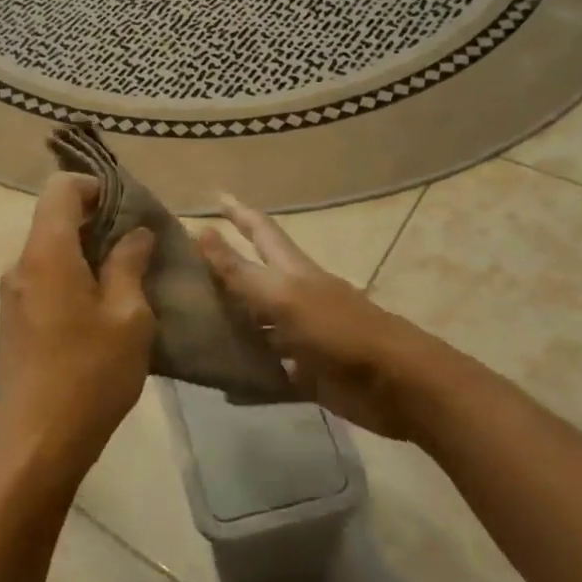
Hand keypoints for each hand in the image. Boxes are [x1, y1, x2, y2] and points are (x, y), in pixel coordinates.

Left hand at [0, 174, 156, 491]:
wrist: (35, 444)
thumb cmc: (89, 375)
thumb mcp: (127, 317)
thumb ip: (130, 265)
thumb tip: (136, 233)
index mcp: (46, 253)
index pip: (61, 189)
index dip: (95, 187)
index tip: (129, 208)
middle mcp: (20, 265)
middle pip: (54, 220)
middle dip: (97, 223)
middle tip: (139, 245)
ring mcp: (12, 296)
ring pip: (50, 253)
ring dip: (86, 255)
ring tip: (127, 279)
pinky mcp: (13, 322)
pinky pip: (43, 282)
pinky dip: (72, 280)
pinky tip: (100, 311)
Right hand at [197, 195, 430, 439]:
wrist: (396, 385)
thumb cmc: (339, 331)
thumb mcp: (283, 296)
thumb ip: (240, 270)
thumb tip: (200, 230)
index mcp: (292, 271)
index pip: (259, 230)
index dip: (238, 212)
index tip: (215, 194)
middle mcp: (294, 298)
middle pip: (254, 277)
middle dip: (224, 269)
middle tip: (184, 268)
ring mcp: (301, 337)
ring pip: (257, 326)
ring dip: (229, 324)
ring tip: (189, 324)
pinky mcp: (307, 374)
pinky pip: (269, 375)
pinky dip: (248, 379)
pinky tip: (222, 386)